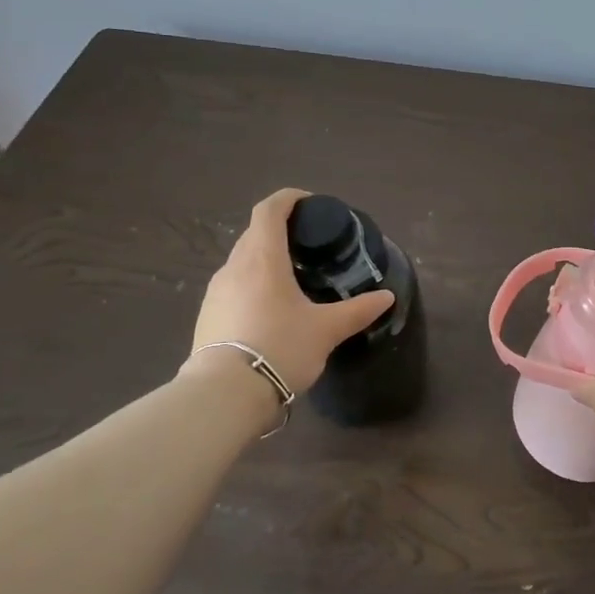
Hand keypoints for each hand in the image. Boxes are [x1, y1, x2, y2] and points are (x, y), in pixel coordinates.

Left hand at [180, 189, 394, 398]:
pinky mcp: (207, 315)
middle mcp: (234, 267)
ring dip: (265, 258)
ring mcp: (215, 292)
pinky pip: (233, 286)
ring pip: (242, 261)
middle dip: (280, 230)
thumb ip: (358, 310)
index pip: (270, 210)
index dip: (289, 198)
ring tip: (292, 277)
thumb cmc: (280, 348)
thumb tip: (387, 297)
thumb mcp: (326, 330)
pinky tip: (270, 309)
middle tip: (309, 244)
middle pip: (255, 233)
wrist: (225, 395)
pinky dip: (252, 283)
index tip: (311, 203)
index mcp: (262, 258)